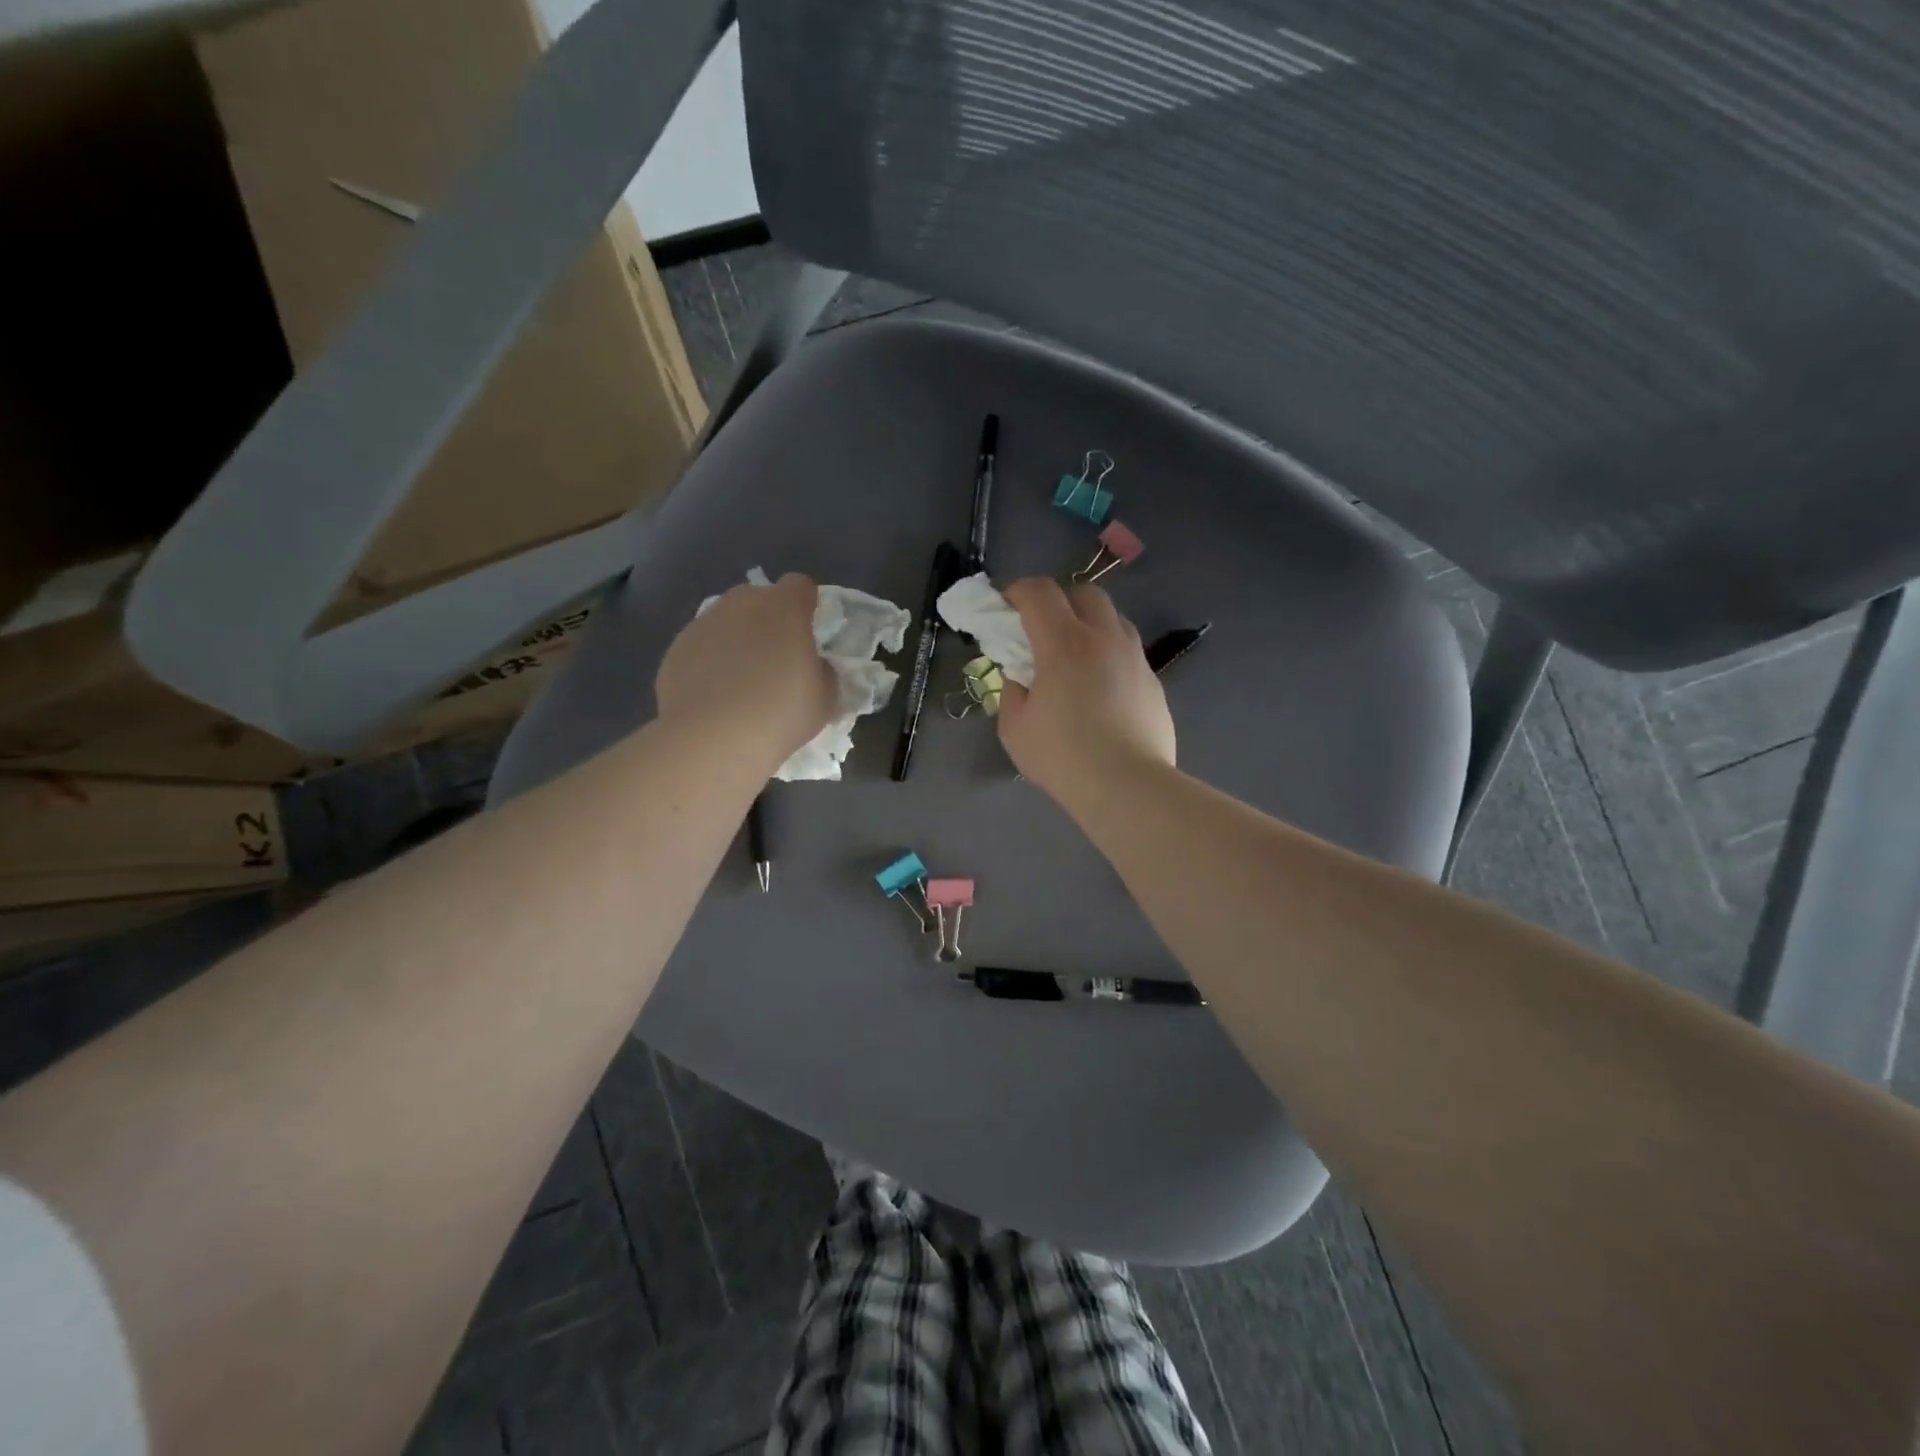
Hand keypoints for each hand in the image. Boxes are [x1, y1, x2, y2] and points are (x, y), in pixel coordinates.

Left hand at [656, 574, 835, 771]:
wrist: (712, 738)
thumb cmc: (781, 713)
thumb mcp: (825, 698)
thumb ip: (824, 672)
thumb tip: (813, 665)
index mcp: (784, 609)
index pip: (801, 586)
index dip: (807, 605)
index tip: (810, 631)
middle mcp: (741, 604)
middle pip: (760, 598)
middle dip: (770, 619)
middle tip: (777, 658)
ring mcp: (703, 623)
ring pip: (727, 620)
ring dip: (738, 639)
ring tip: (743, 679)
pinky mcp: (676, 649)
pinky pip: (703, 646)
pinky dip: (711, 661)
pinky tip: (716, 694)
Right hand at [997, 578, 1174, 798]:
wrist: (1127, 786)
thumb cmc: (1063, 757)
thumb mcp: (1015, 727)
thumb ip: (1013, 690)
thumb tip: (1021, 676)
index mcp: (1064, 643)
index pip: (1039, 592)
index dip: (1018, 591)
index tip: (1006, 608)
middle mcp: (1104, 638)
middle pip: (1084, 593)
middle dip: (1060, 602)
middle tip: (1044, 632)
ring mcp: (1134, 658)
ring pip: (1113, 619)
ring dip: (1090, 626)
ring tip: (1076, 659)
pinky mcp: (1153, 681)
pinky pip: (1128, 652)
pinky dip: (1110, 656)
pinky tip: (1102, 691)